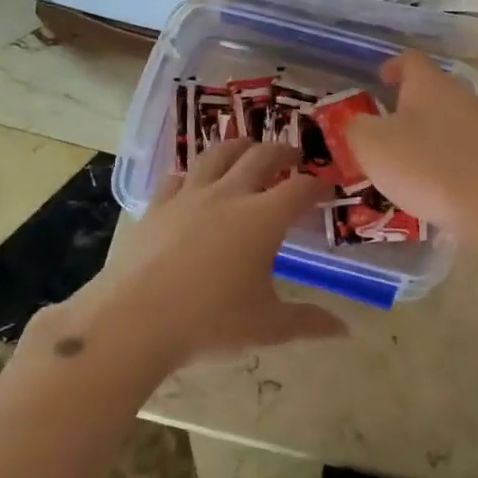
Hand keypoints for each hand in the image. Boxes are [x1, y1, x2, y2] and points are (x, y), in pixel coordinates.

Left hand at [71, 139, 346, 371]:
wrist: (133, 321)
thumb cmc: (208, 323)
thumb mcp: (266, 327)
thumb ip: (307, 322)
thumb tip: (344, 330)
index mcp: (263, 218)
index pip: (300, 188)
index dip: (318, 185)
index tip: (327, 188)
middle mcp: (230, 194)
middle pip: (263, 156)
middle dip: (284, 152)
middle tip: (294, 158)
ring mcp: (190, 195)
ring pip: (220, 152)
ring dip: (241, 146)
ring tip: (249, 150)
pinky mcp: (158, 204)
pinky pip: (180, 176)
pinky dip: (195, 173)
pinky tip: (195, 182)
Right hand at [345, 51, 477, 244]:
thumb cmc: (424, 164)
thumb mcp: (371, 145)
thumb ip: (356, 127)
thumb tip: (358, 123)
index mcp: (428, 83)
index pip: (410, 60)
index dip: (392, 66)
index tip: (379, 80)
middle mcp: (458, 95)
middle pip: (430, 89)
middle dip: (406, 103)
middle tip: (383, 124)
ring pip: (445, 119)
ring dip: (424, 132)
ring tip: (402, 157)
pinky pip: (459, 147)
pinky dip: (441, 156)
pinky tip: (429, 180)